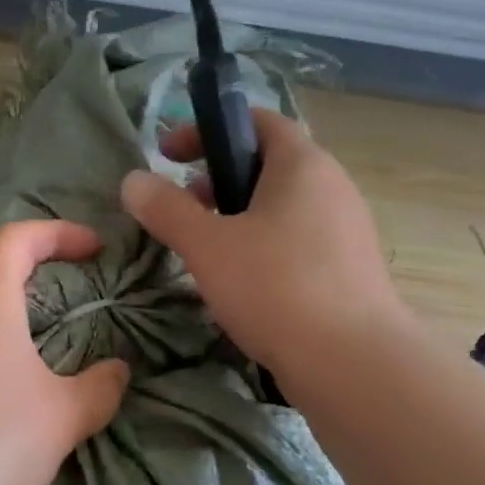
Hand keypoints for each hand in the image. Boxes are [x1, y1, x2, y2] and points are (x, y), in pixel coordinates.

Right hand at [120, 110, 409, 386]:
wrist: (351, 363)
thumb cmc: (276, 288)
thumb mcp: (208, 246)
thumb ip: (167, 210)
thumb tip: (133, 180)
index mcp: (303, 165)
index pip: (257, 121)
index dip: (208, 129)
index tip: (168, 153)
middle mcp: (332, 188)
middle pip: (269, 166)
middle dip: (218, 180)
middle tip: (184, 208)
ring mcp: (346, 231)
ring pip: (283, 208)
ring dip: (239, 218)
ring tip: (207, 251)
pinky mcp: (349, 271)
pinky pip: (298, 242)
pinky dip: (264, 247)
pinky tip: (243, 286)